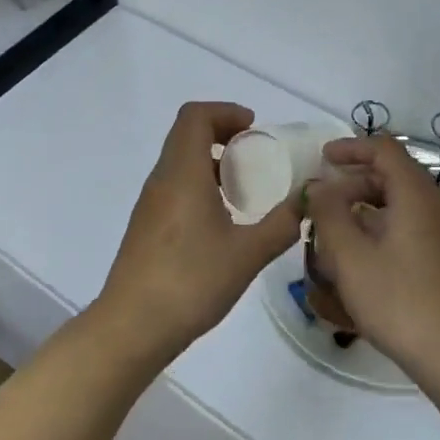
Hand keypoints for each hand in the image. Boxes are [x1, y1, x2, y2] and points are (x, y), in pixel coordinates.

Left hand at [96, 102, 302, 361]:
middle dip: (223, 134)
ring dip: (212, 161)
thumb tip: (307, 201)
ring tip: (245, 188)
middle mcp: (161, 180)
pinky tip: (222, 220)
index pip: (195, 116)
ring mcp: (150, 203)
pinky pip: (175, 186)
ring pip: (180, 161)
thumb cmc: (191, 282)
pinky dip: (200, 184)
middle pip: (187, 134)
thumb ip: (282, 224)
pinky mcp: (146, 226)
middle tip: (256, 155)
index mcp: (182, 173)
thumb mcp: (248, 254)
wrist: (133, 326)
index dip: (225, 112)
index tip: (254, 129)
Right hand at [306, 137, 439, 383]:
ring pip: (399, 205)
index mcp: (415, 195)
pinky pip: (408, 228)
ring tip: (333, 233)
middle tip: (323, 202)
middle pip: (392, 176)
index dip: (351, 148)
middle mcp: (434, 207)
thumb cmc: (398, 300)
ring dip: (364, 209)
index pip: (384, 150)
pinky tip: (359, 259)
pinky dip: (380, 229)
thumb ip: (329, 213)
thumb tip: (319, 186)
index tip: (323, 158)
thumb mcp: (350, 256)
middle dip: (354, 182)